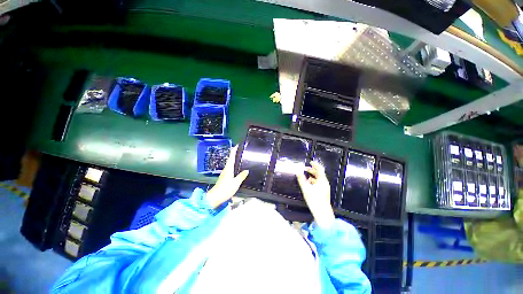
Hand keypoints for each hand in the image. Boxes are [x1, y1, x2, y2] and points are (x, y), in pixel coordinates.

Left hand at [206, 146, 248, 208]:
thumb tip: (247, 170)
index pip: (231, 156)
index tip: (238, 145)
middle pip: (230, 159)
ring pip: (230, 163)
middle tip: (242, 150)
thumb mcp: (235, 183)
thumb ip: (241, 176)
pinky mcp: (225, 177)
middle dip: (235, 153)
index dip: (234, 150)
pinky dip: (234, 164)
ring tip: (241, 157)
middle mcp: (226, 169)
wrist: (215, 197)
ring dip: (234, 158)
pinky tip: (238, 167)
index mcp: (229, 168)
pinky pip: (230, 168)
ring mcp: (225, 173)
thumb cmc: (225, 189)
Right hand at [296, 161, 334, 228]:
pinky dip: (314, 181)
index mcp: (322, 180)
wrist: (322, 213)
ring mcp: (325, 187)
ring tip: (305, 176)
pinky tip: (309, 184)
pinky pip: (319, 183)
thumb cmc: (314, 200)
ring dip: (312, 176)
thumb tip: (298, 171)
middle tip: (304, 169)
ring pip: (319, 178)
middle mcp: (325, 183)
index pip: (320, 169)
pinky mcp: (324, 191)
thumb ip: (301, 179)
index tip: (310, 161)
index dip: (315, 164)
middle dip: (312, 170)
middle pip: (319, 173)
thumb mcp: (306, 189)